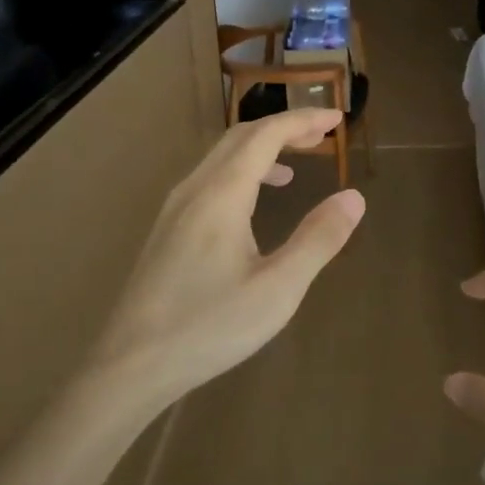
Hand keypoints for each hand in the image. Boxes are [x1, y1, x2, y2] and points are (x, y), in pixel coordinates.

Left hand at [94, 109, 364, 402]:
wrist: (130, 366)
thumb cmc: (209, 327)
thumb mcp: (278, 289)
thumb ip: (318, 239)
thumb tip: (353, 198)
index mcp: (221, 194)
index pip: (266, 134)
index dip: (302, 120)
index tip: (337, 119)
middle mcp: (195, 189)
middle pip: (241, 137)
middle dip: (284, 127)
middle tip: (323, 134)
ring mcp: (175, 208)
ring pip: (221, 157)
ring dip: (261, 148)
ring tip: (296, 163)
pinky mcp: (167, 229)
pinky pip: (209, 179)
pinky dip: (241, 171)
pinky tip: (253, 203)